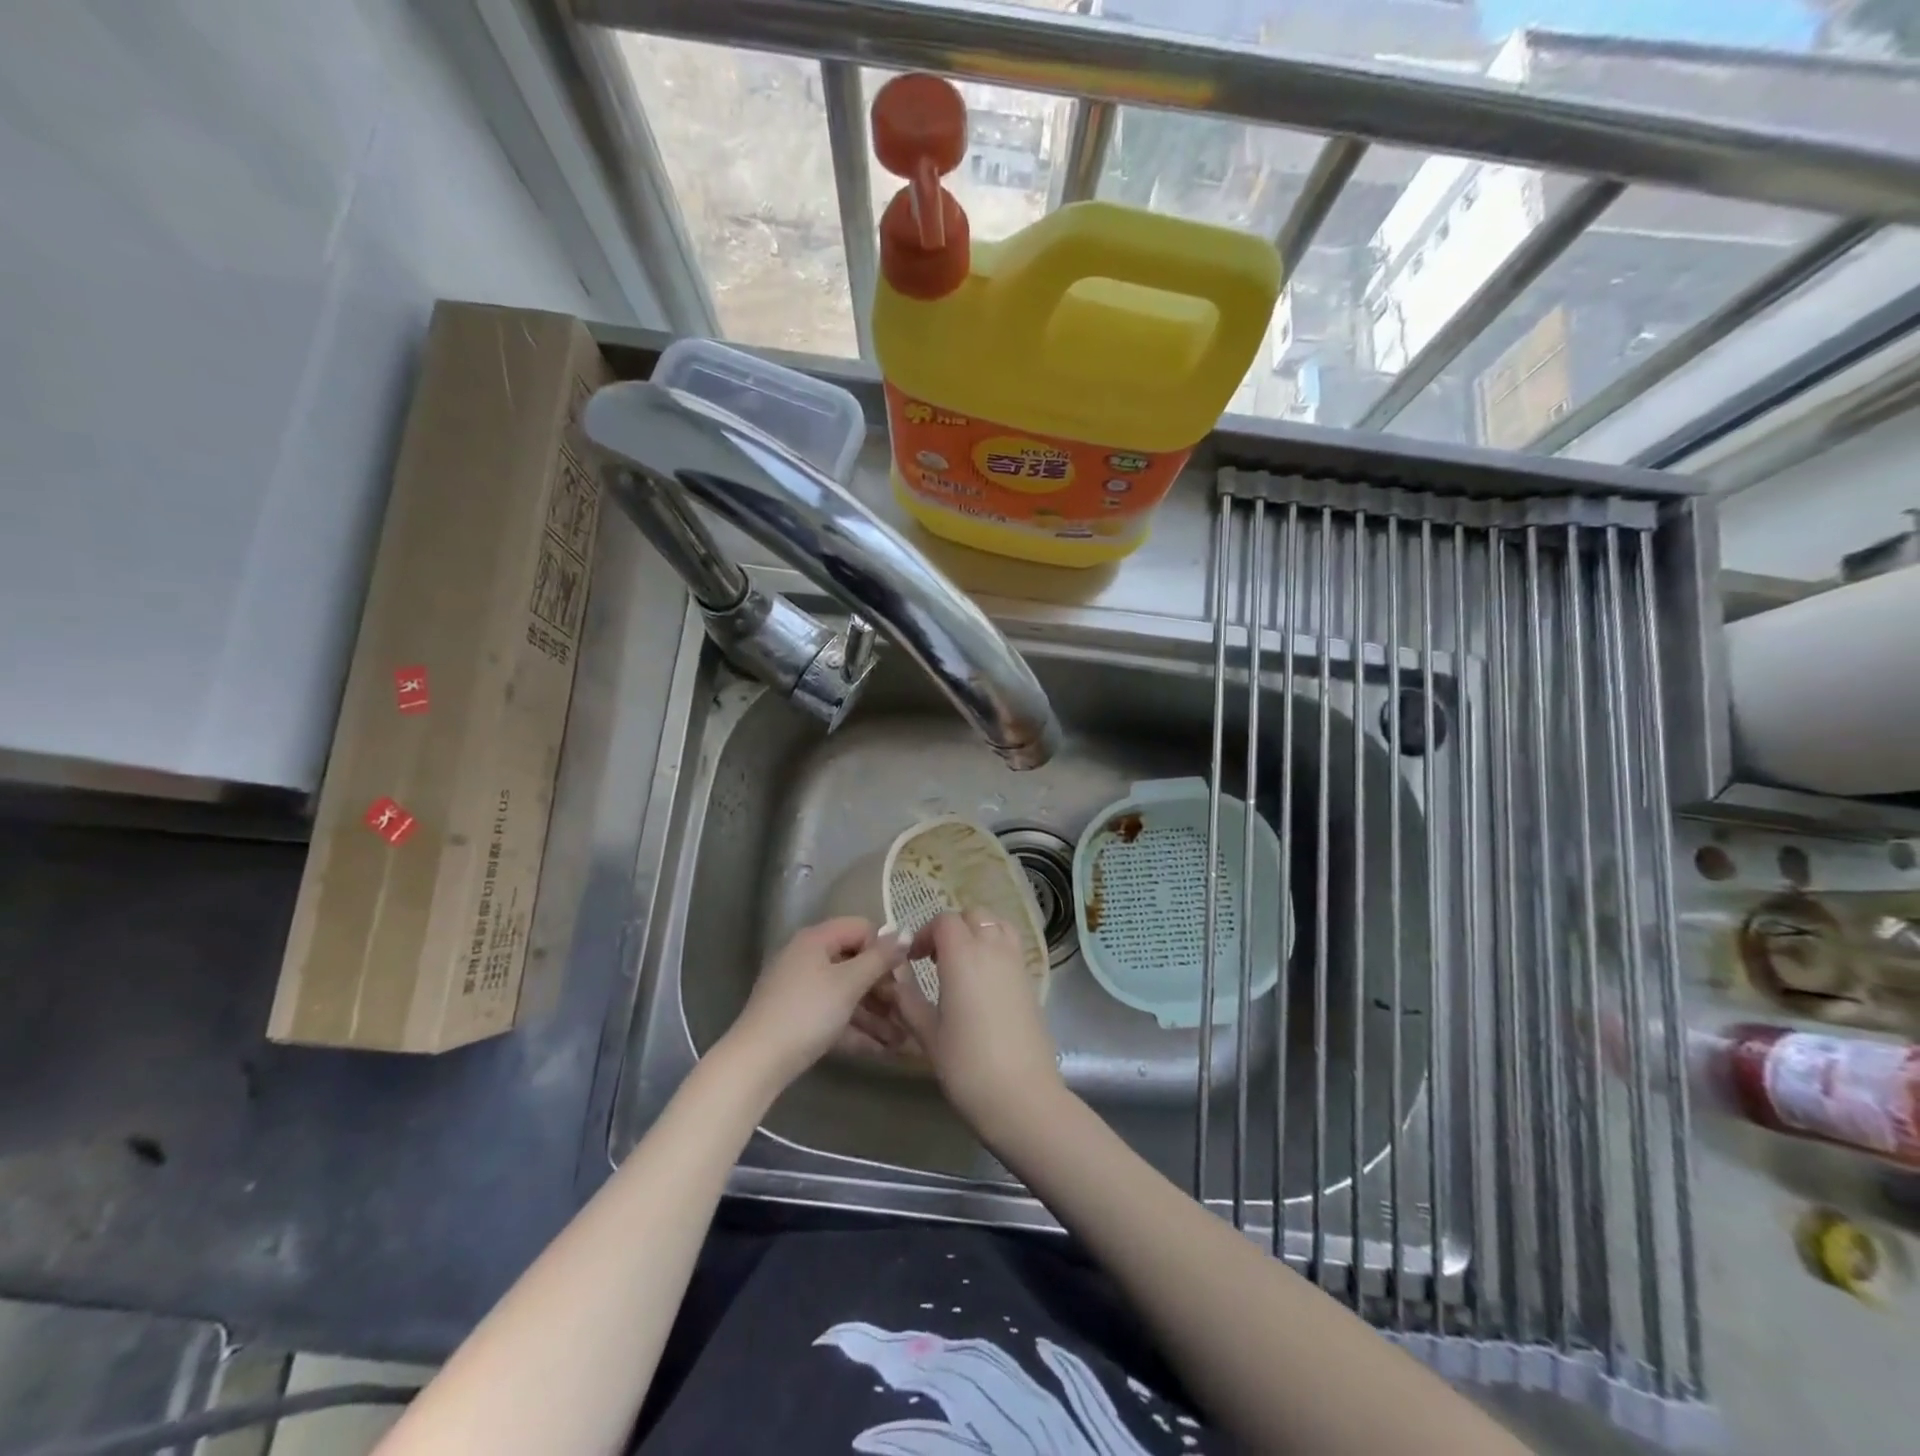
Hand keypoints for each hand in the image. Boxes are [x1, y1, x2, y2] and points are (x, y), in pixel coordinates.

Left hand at [725, 917, 911, 1089]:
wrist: (757, 1062)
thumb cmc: (807, 1012)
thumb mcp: (849, 983)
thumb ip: (880, 958)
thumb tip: (906, 932)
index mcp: (816, 940)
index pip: (861, 928)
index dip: (884, 949)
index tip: (903, 976)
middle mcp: (808, 957)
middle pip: (856, 963)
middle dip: (884, 989)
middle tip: (907, 1011)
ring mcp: (801, 989)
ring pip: (847, 994)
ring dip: (876, 1014)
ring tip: (902, 1039)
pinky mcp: (799, 1017)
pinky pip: (835, 1015)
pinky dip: (857, 1029)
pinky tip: (882, 1050)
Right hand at [889, 911, 1064, 1139]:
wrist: (1021, 1095)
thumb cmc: (967, 1065)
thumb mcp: (927, 1034)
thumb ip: (908, 999)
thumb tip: (895, 978)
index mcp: (963, 956)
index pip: (944, 921)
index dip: (926, 933)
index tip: (915, 960)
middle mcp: (993, 949)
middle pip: (974, 915)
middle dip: (952, 928)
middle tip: (937, 959)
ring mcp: (1017, 963)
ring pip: (998, 924)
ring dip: (978, 932)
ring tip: (963, 963)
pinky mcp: (1032, 981)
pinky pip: (1012, 946)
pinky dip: (997, 947)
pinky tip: (984, 982)